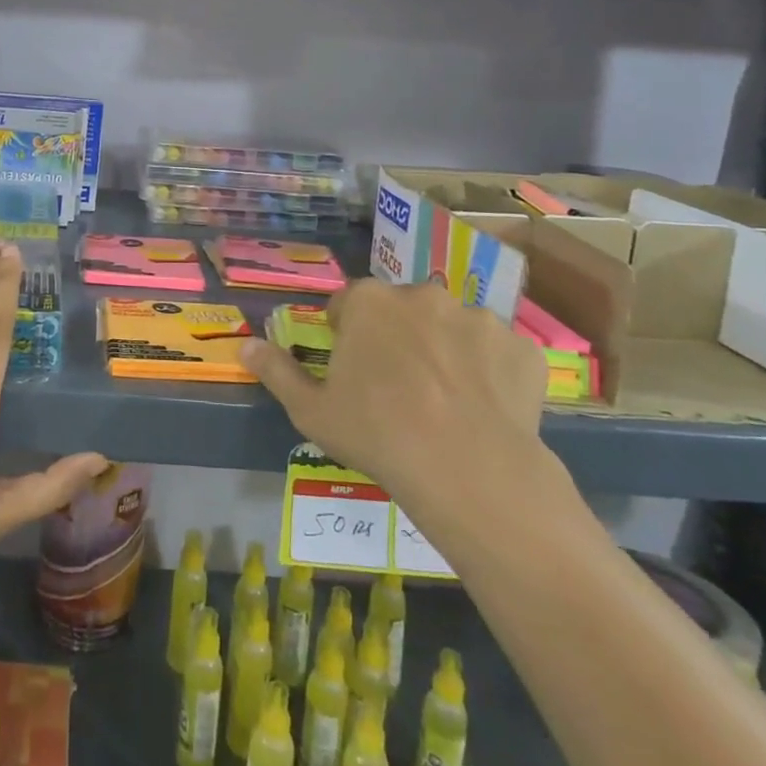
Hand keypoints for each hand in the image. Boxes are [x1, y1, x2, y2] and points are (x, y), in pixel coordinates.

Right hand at [241, 280, 552, 554]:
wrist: (470, 471)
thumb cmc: (378, 434)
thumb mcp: (312, 411)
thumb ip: (276, 372)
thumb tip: (244, 345)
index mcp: (369, 301)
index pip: (348, 306)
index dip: (347, 337)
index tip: (353, 371)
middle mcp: (422, 294)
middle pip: (402, 310)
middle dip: (398, 337)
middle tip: (400, 387)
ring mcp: (477, 316)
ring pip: (452, 328)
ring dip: (445, 349)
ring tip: (447, 401)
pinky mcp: (522, 346)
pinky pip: (498, 353)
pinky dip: (490, 371)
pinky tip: (486, 408)